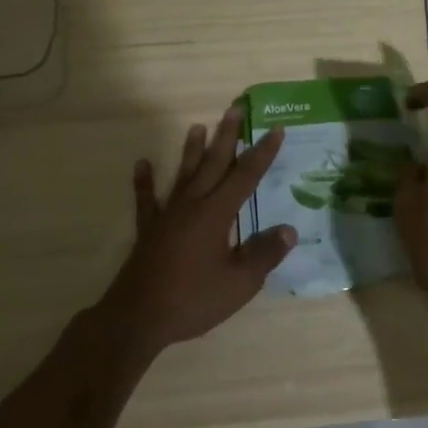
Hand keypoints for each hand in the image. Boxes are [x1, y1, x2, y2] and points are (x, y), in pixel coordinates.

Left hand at [96, 105, 296, 350]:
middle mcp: (192, 205)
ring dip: (192, 150)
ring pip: (183, 174)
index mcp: (216, 214)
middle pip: (213, 164)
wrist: (137, 318)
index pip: (246, 176)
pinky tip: (142, 164)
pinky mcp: (149, 231)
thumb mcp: (239, 283)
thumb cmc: (193, 299)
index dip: (262, 153)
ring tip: (197, 126)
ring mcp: (167, 216)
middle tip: (234, 109)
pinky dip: (144, 181)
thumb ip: (264, 254)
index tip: (275, 129)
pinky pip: (147, 200)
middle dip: (227, 137)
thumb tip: (289, 230)